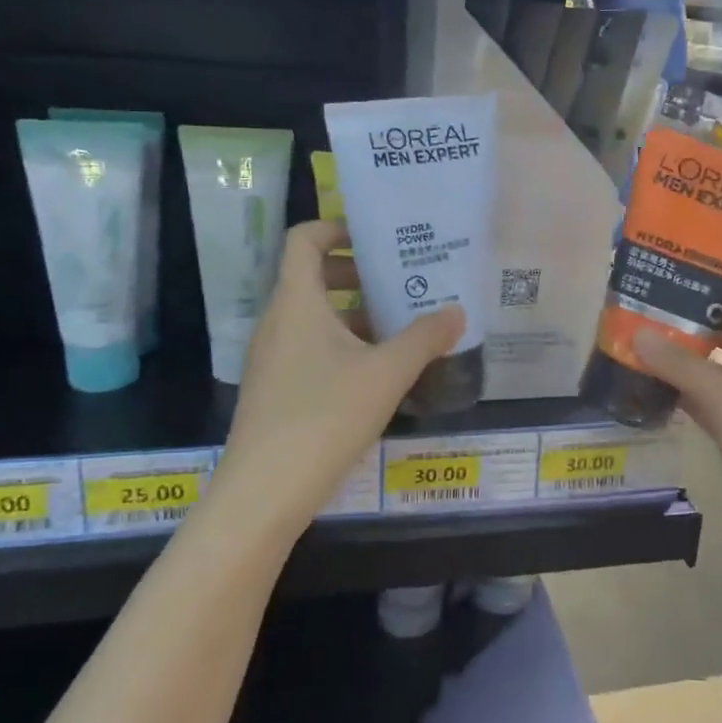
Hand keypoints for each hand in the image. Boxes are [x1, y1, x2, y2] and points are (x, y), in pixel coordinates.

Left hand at [211, 221, 464, 531]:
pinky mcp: (276, 389)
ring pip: (315, 318)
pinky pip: (310, 349)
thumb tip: (458, 312)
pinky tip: (378, 375)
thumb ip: (424, 338)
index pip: (304, 240)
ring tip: (401, 329)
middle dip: (358, 275)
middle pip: (313, 278)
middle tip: (401, 282)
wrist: (264, 493)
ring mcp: (272, 358)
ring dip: (355, 315)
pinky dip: (343, 346)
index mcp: (296, 302)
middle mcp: (278, 321)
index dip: (336, 229)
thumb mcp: (386, 374)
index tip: (376, 239)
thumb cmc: (324, 417)